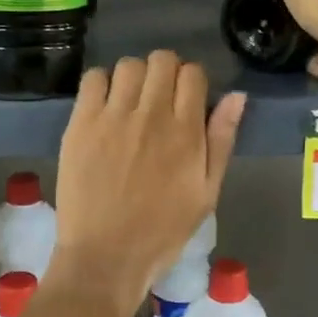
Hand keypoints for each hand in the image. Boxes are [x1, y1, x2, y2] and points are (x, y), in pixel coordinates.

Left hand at [49, 52, 245, 316]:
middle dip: (166, 72)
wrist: (105, 256)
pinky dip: (103, 84)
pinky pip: (93, 79)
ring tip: (131, 102)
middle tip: (160, 99)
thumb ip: (222, 140)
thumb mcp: (207, 192)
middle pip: (162, 60)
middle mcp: (150, 114)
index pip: (193, 73)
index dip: (192, 81)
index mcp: (186, 131)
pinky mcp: (80, 123)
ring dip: (135, 76)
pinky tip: (105, 107)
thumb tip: (237, 96)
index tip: (186, 100)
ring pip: (128, 64)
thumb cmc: (162, 230)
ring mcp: (112, 116)